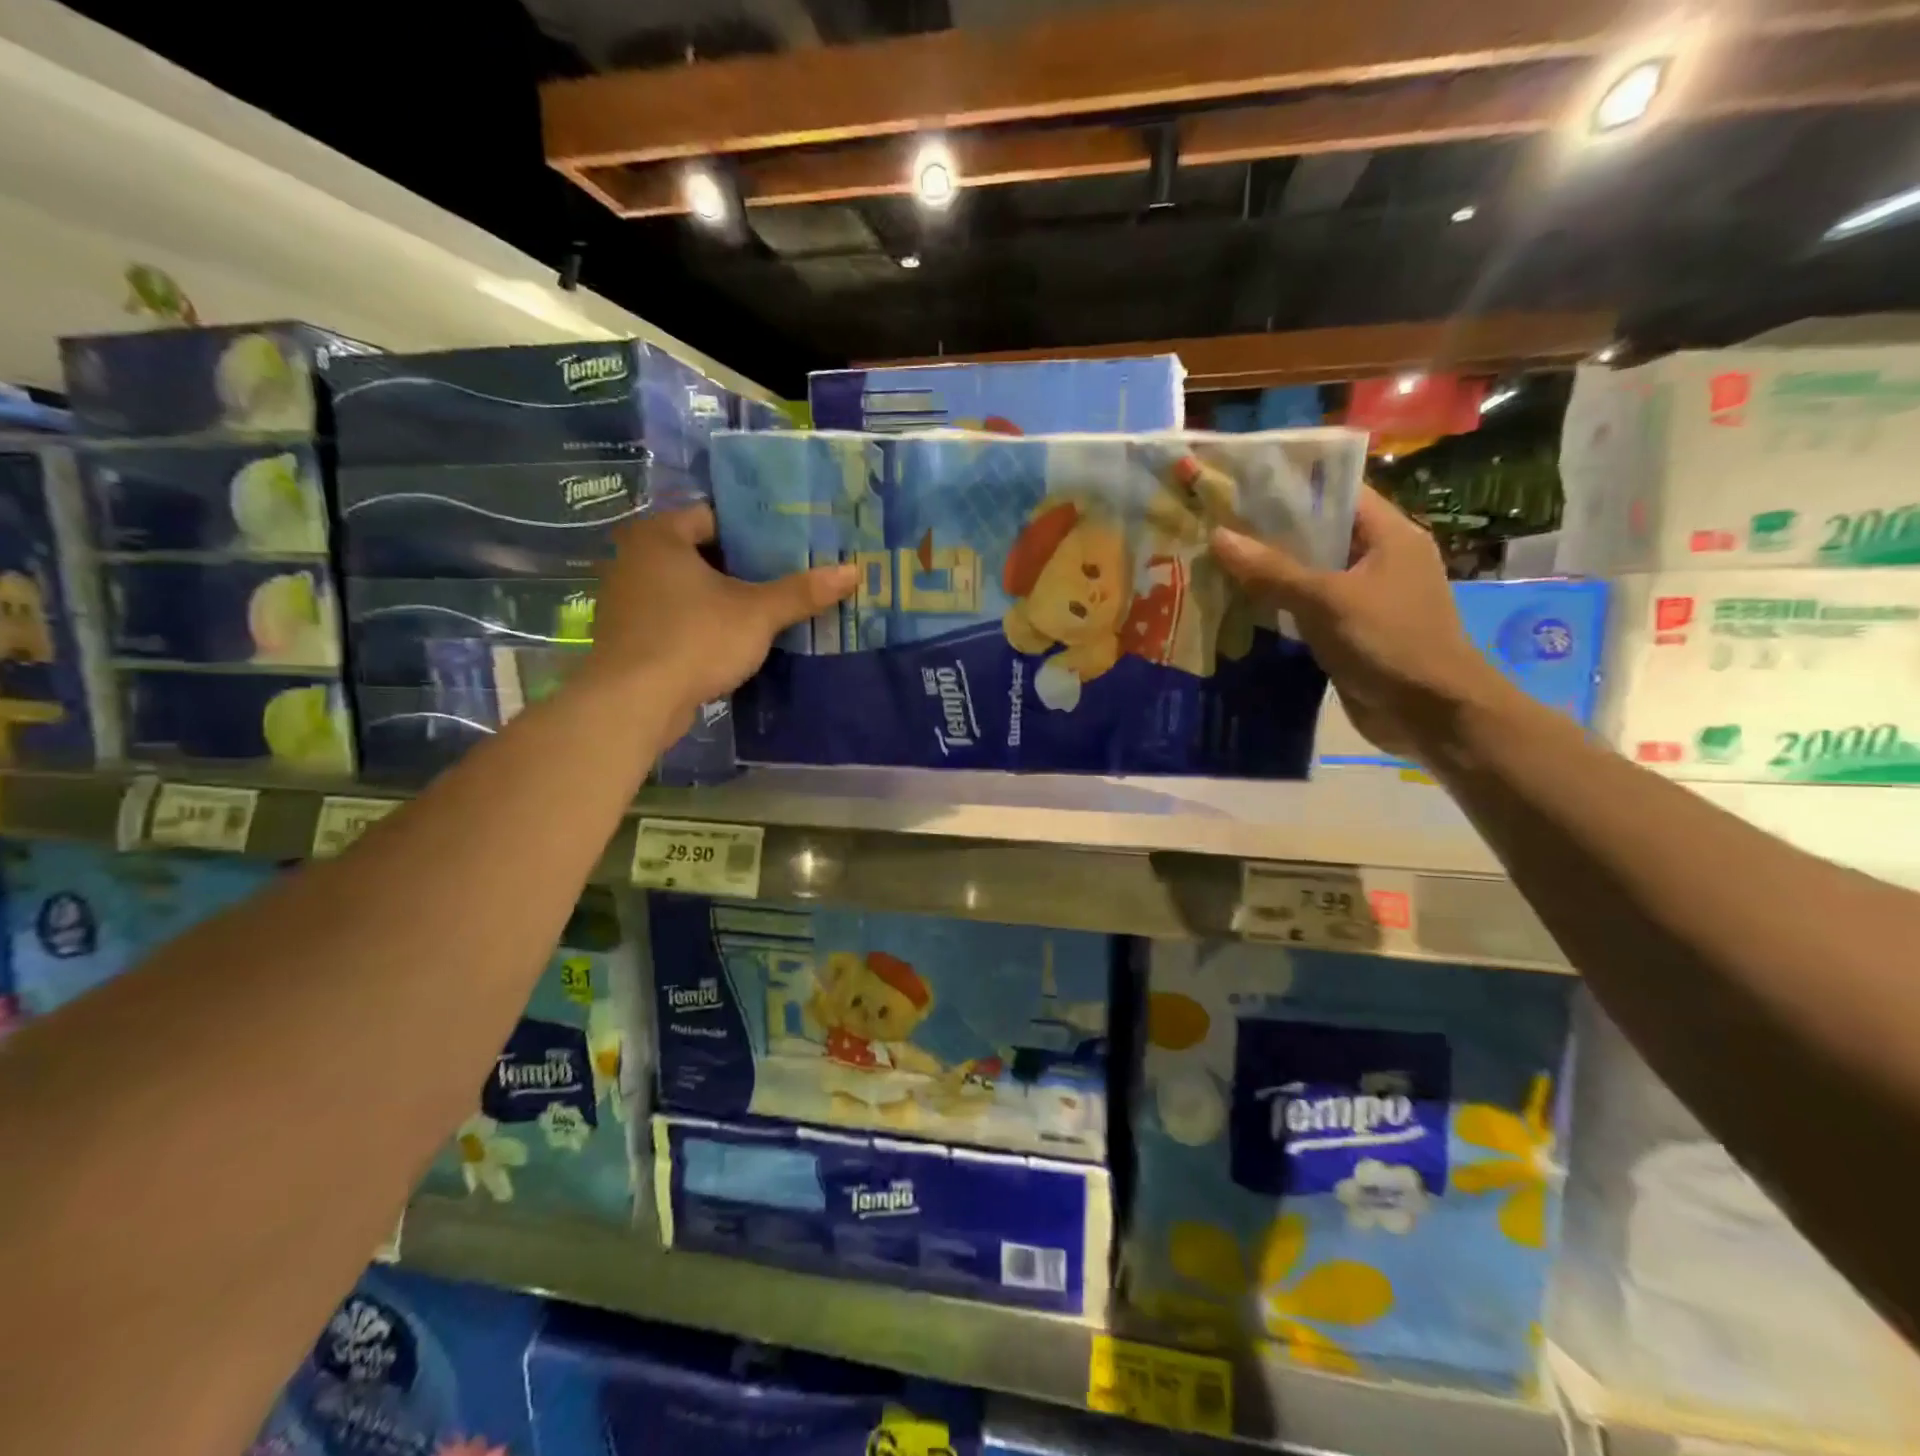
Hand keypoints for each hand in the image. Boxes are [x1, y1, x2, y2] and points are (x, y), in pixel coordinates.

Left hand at [584, 506, 856, 737]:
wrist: (634, 702)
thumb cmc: (694, 639)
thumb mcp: (757, 614)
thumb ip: (801, 592)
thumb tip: (853, 571)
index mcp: (659, 536)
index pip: (713, 516)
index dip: (753, 530)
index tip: (788, 545)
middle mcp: (634, 559)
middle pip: (701, 553)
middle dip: (741, 567)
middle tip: (785, 576)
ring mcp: (627, 600)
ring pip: (686, 589)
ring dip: (721, 598)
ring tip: (765, 609)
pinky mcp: (629, 637)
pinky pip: (674, 617)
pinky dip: (701, 623)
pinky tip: (731, 640)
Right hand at [1209, 488, 1509, 758]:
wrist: (1431, 714)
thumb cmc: (1389, 642)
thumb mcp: (1326, 600)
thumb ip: (1272, 570)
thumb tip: (1218, 536)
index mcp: (1389, 535)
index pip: (1336, 493)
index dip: (1290, 487)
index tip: (1239, 487)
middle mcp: (1378, 560)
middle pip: (1318, 535)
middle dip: (1269, 533)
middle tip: (1215, 527)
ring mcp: (1364, 599)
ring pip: (1308, 575)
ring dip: (1268, 574)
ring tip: (1215, 562)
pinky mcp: (1350, 633)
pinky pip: (1307, 610)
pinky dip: (1277, 608)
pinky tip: (1237, 607)